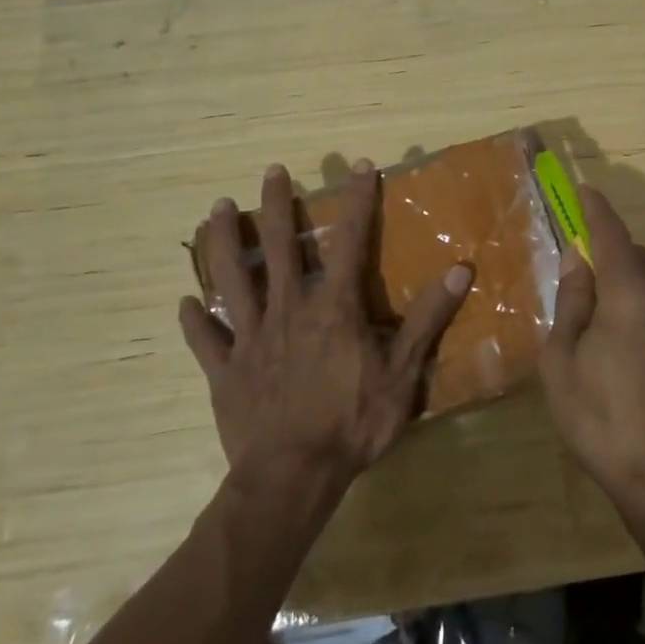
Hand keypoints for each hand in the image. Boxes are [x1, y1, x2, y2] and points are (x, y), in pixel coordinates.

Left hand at [178, 161, 472, 493]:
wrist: (293, 476)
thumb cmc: (353, 422)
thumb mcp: (403, 372)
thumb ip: (427, 318)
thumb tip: (460, 269)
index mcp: (333, 308)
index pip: (349, 241)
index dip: (357, 201)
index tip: (359, 166)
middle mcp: (288, 310)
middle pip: (280, 247)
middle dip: (277, 205)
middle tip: (270, 170)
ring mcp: (251, 339)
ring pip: (233, 279)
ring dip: (225, 242)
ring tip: (216, 208)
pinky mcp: (225, 371)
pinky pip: (206, 340)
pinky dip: (196, 321)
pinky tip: (184, 303)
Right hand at [539, 186, 644, 534]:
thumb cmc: (602, 419)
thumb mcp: (563, 361)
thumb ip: (572, 301)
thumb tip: (578, 258)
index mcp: (631, 293)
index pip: (612, 234)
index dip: (595, 209)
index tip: (583, 190)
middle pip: (635, 258)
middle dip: (609, 253)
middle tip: (581, 270)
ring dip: (629, 284)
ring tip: (602, 316)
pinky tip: (631, 348)